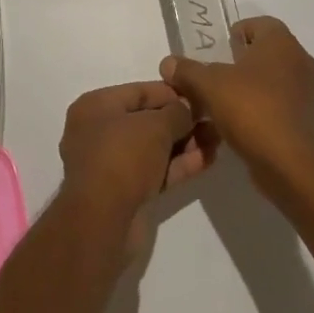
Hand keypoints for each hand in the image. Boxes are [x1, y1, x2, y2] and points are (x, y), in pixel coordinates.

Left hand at [58, 81, 213, 254]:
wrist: (103, 221)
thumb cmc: (123, 156)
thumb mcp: (155, 125)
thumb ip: (177, 112)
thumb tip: (188, 108)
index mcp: (96, 107)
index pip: (139, 91)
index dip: (171, 92)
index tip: (200, 96)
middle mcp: (99, 132)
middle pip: (147, 120)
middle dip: (181, 121)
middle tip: (213, 119)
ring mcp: (112, 164)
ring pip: (154, 148)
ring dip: (185, 143)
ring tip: (217, 138)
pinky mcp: (125, 192)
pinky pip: (155, 171)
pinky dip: (179, 165)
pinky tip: (208, 159)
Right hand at [160, 16, 313, 195]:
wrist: (290, 162)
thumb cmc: (252, 109)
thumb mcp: (209, 85)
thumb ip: (187, 71)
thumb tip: (168, 63)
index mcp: (282, 43)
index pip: (260, 24)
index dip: (238, 32)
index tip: (219, 49)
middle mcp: (301, 61)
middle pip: (267, 52)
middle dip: (242, 61)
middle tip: (216, 75)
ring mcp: (308, 92)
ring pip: (275, 79)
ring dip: (252, 86)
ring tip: (224, 102)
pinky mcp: (308, 119)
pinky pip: (282, 103)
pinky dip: (263, 108)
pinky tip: (241, 124)